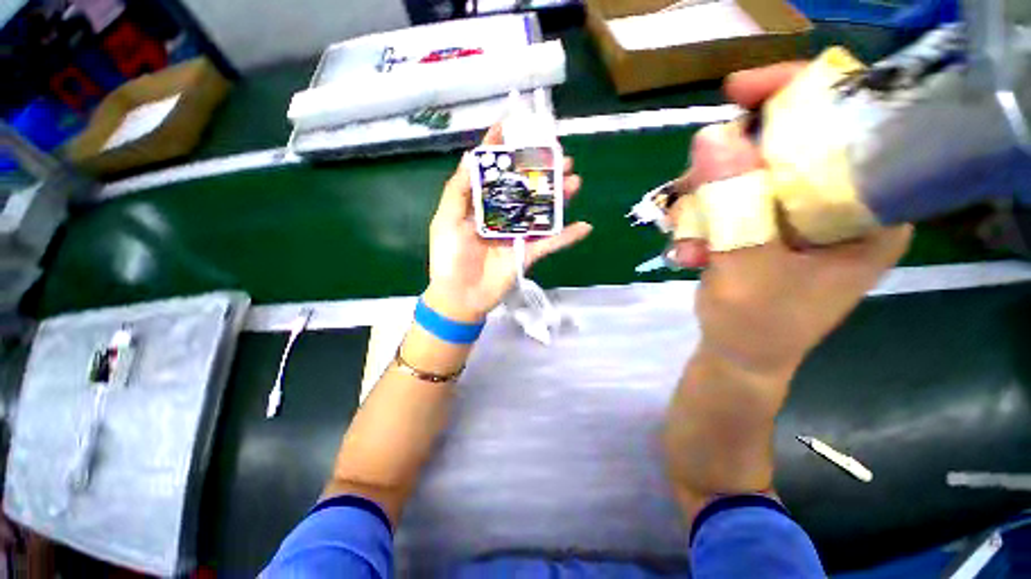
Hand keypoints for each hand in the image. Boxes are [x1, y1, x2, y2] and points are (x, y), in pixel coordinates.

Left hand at [424, 125, 592, 322]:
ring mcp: (517, 234)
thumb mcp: (446, 220)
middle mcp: (501, 215)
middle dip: (541, 170)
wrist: (460, 296)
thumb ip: (458, 190)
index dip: (501, 149)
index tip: (512, 125)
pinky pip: (551, 243)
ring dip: (559, 196)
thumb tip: (469, 156)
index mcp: (480, 205)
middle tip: (559, 155)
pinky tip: (584, 226)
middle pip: (524, 188)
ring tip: (575, 180)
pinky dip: (567, 236)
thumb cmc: (449, 257)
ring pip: (541, 211)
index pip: (494, 172)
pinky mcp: (528, 253)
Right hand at [673, 63, 911, 379]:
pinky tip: (688, 246)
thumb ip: (733, 209)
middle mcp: (841, 203)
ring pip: (747, 172)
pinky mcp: (767, 223)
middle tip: (689, 188)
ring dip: (703, 198)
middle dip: (728, 163)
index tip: (737, 92)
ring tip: (684, 236)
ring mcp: (800, 213)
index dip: (796, 98)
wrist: (740, 355)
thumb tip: (709, 135)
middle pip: (787, 145)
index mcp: (869, 213)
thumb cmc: (759, 328)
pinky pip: (729, 196)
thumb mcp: (748, 272)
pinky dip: (700, 216)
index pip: (848, 127)